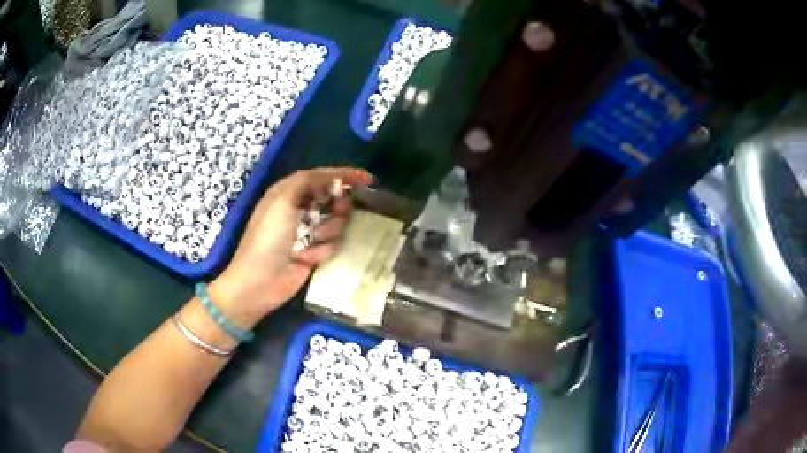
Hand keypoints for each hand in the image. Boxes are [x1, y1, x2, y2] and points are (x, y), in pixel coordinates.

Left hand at [208, 167, 372, 327]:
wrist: (261, 281)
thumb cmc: (268, 237)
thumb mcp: (282, 199)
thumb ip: (307, 180)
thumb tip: (332, 177)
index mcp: (289, 192)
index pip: (321, 177)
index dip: (344, 175)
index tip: (367, 179)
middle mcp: (299, 209)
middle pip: (333, 199)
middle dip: (338, 206)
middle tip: (339, 211)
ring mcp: (307, 232)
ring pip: (336, 223)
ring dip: (327, 232)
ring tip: (311, 241)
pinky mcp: (314, 253)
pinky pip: (332, 245)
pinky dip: (321, 251)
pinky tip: (305, 258)